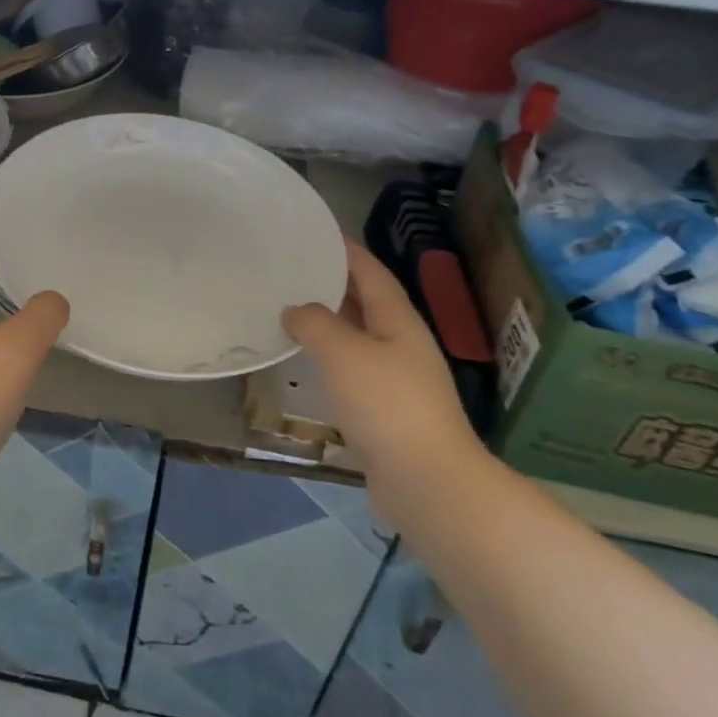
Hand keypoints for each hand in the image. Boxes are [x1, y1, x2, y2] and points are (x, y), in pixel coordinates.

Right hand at [283, 239, 485, 480]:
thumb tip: (295, 310)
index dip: (346, 250)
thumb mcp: (344, 353)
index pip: (371, 272)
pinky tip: (305, 362)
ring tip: (290, 309)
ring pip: (357, 337)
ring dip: (328, 321)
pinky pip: (351, 369)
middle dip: (333, 283)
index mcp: (399, 321)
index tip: (316, 233)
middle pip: (366, 302)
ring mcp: (396, 379)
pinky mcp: (385, 411)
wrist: (427, 483)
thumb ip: (315, 323)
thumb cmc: (387, 406)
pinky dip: (328, 357)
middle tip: (292, 269)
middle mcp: (401, 344)